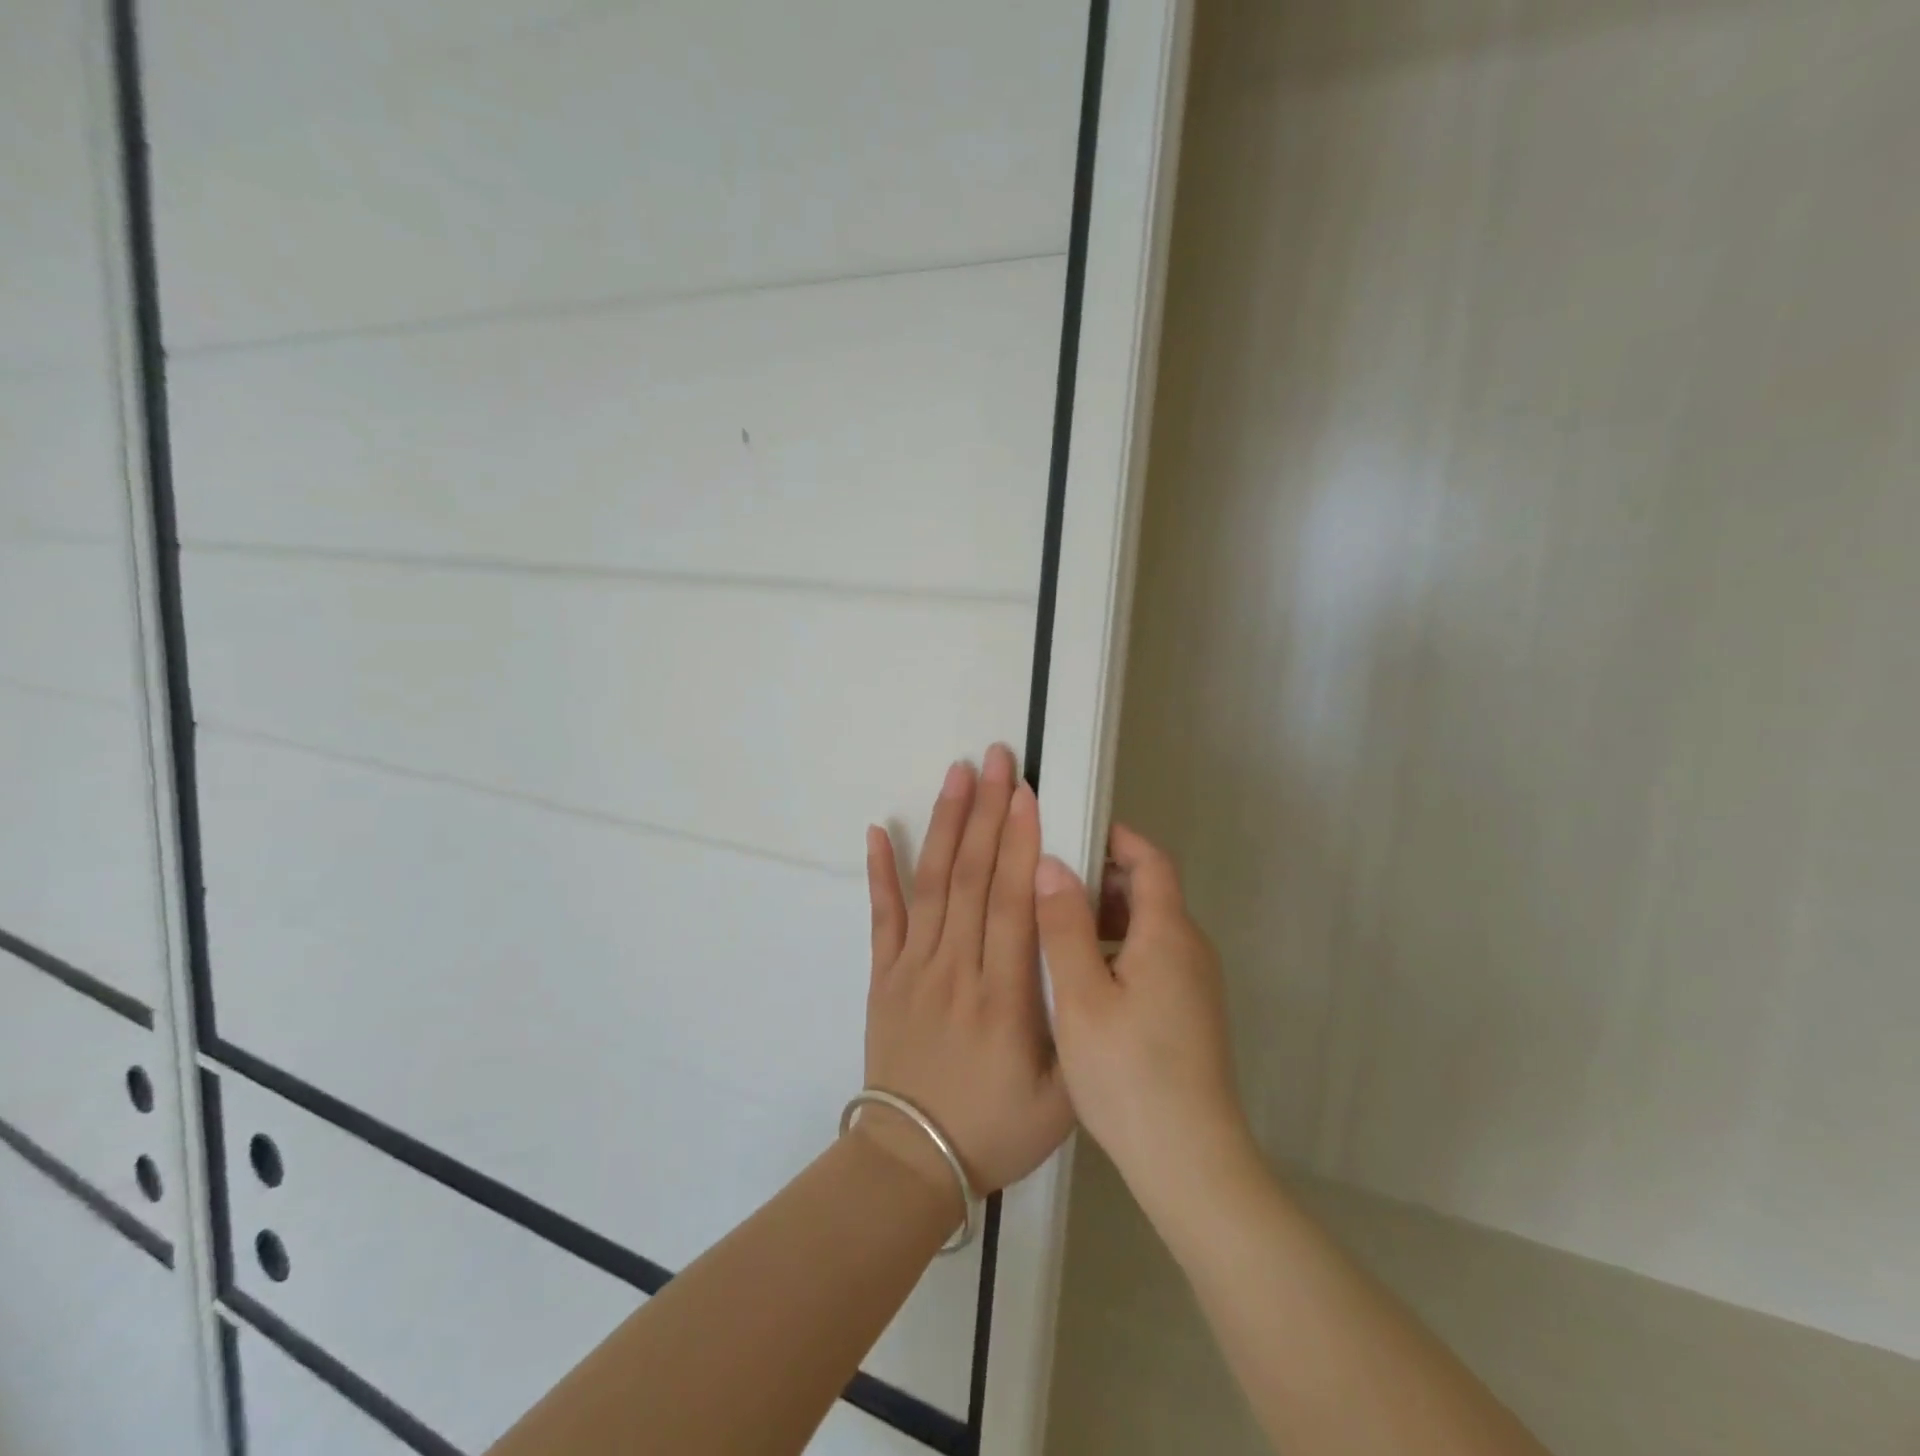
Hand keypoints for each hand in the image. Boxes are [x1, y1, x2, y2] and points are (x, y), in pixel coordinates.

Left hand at [862, 744, 1074, 1198]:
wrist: (910, 1160)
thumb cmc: (994, 1130)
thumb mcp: (1062, 1098)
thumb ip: (1076, 1029)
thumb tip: (1085, 959)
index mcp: (1002, 997)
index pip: (1010, 904)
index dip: (1018, 844)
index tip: (1026, 794)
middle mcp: (955, 969)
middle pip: (971, 878)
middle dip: (987, 813)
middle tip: (996, 759)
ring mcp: (912, 968)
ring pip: (931, 885)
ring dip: (944, 825)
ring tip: (955, 775)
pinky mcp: (883, 975)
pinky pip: (881, 916)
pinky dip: (880, 871)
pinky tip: (877, 830)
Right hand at [1035, 825, 1254, 1218]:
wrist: (1191, 1161)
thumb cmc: (1129, 1073)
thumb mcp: (1080, 996)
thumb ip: (1063, 926)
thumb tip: (1052, 864)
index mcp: (1168, 934)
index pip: (1150, 861)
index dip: (1116, 839)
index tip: (1074, 831)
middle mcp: (1191, 949)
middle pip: (1151, 892)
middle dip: (1103, 878)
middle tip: (1050, 885)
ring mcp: (1196, 984)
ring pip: (1150, 928)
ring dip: (1107, 917)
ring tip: (1057, 932)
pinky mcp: (1192, 1013)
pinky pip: (1155, 958)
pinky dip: (1119, 949)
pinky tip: (1084, 981)